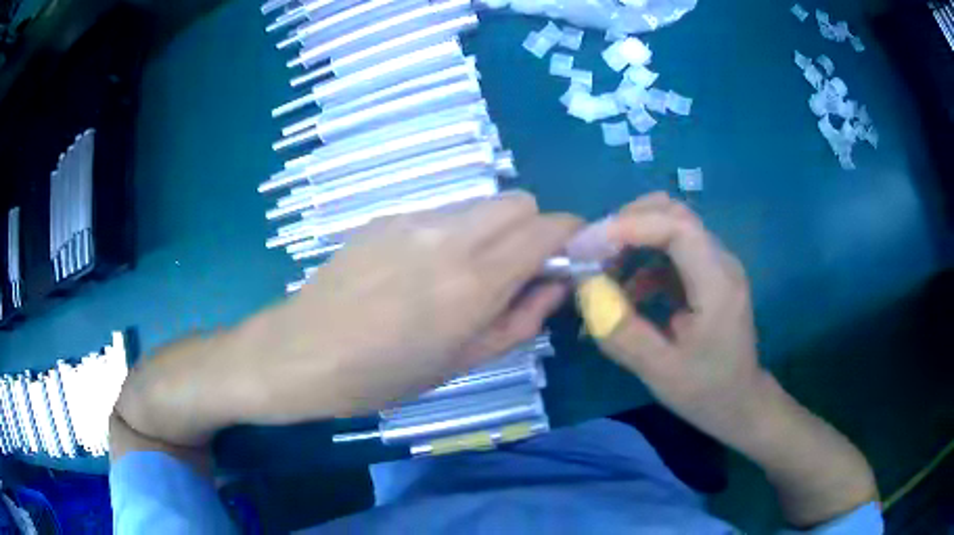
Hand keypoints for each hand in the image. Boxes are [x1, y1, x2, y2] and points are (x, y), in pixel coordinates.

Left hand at [116, 191, 581, 445]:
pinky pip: (441, 212)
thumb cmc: (380, 376)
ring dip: (492, 230)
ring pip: (479, 204)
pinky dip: (454, 231)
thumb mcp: (460, 364)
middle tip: (516, 271)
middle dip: (533, 229)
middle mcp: (449, 236)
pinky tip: (422, 268)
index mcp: (472, 281)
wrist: (299, 353)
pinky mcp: (385, 217)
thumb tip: (556, 286)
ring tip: (464, 273)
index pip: (547, 228)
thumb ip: (519, 320)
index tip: (570, 258)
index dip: (571, 237)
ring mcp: (412, 219)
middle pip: (518, 201)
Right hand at [574, 193, 768, 442]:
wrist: (739, 402)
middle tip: (591, 252)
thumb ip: (623, 331)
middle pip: (674, 214)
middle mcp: (721, 262)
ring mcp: (716, 265)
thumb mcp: (660, 372)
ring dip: (633, 237)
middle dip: (627, 223)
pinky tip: (626, 289)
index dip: (629, 226)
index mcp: (718, 285)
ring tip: (602, 268)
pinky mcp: (708, 274)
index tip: (587, 246)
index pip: (677, 227)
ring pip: (671, 225)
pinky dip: (643, 257)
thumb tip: (586, 289)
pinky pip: (672, 249)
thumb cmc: (705, 391)